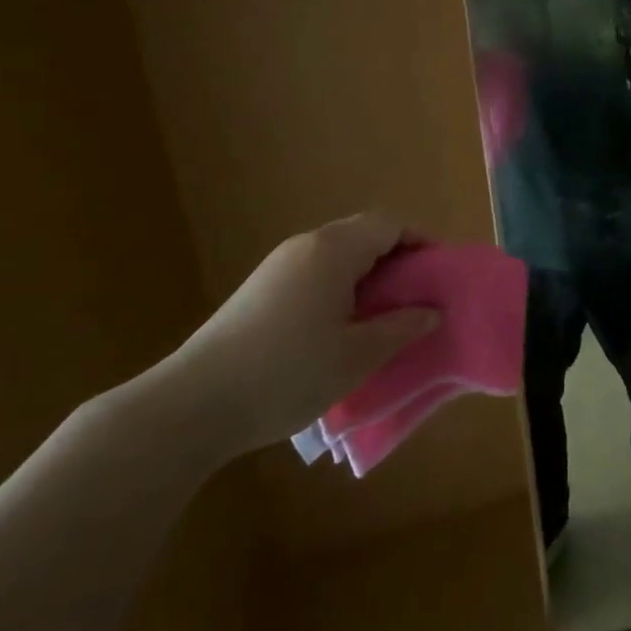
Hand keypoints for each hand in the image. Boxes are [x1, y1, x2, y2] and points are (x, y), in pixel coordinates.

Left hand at [154, 213, 439, 461]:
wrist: (192, 406)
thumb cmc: (287, 373)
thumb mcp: (357, 356)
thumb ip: (401, 328)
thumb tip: (432, 311)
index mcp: (334, 250)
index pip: (389, 224)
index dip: (420, 241)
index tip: (439, 272)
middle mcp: (306, 245)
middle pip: (363, 233)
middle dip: (395, 257)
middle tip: (416, 295)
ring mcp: (277, 266)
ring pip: (337, 254)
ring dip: (366, 274)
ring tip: (382, 315)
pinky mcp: (259, 290)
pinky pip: (314, 272)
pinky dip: (339, 286)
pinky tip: (338, 327)